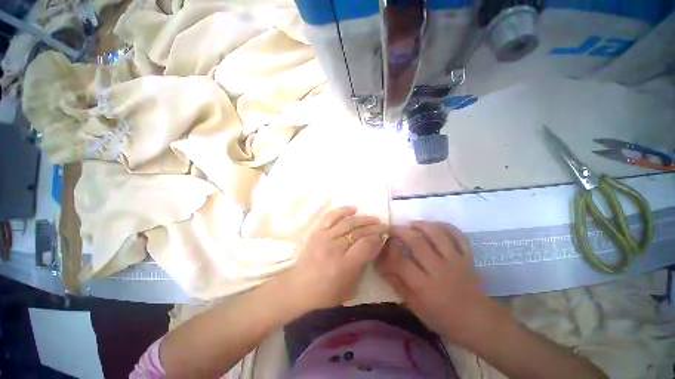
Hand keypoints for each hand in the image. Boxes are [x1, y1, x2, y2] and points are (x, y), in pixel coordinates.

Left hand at [282, 206, 387, 313]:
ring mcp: (323, 238)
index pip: (366, 245)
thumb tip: (374, 246)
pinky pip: (330, 217)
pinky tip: (353, 209)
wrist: (299, 287)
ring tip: (374, 219)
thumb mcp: (350, 287)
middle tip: (384, 226)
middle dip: (374, 228)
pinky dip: (342, 210)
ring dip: (363, 219)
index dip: (377, 239)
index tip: (384, 237)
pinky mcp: (316, 232)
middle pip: (358, 232)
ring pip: (348, 223)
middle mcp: (334, 248)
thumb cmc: (326, 293)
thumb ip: (363, 265)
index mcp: (343, 265)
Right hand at [376, 221, 493, 340]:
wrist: (479, 321)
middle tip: (392, 229)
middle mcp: (440, 269)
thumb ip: (398, 285)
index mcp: (425, 286)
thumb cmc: (444, 318)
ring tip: (411, 224)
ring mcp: (456, 260)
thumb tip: (381, 266)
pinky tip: (433, 225)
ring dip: (421, 225)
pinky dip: (445, 226)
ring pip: (437, 234)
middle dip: (400, 231)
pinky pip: (457, 235)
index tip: (383, 244)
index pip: (401, 262)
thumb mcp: (416, 308)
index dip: (389, 251)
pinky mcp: (468, 256)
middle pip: (417, 242)